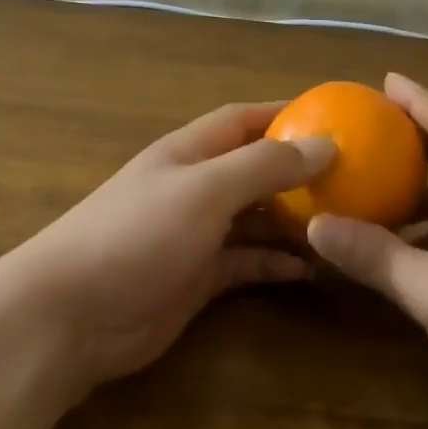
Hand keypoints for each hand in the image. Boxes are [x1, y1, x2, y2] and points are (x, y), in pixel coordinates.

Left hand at [0, 102, 334, 388]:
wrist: (72, 315)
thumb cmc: (137, 235)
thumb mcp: (205, 189)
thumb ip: (265, 165)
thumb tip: (326, 144)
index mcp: (190, 153)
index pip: (244, 120)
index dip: (286, 114)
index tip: (337, 119)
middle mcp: (194, 188)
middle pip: (255, 170)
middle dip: (299, 173)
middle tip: (354, 180)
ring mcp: (195, 235)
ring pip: (255, 219)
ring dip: (293, 222)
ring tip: (342, 225)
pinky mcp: (197, 279)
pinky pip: (246, 263)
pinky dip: (275, 264)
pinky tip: (309, 270)